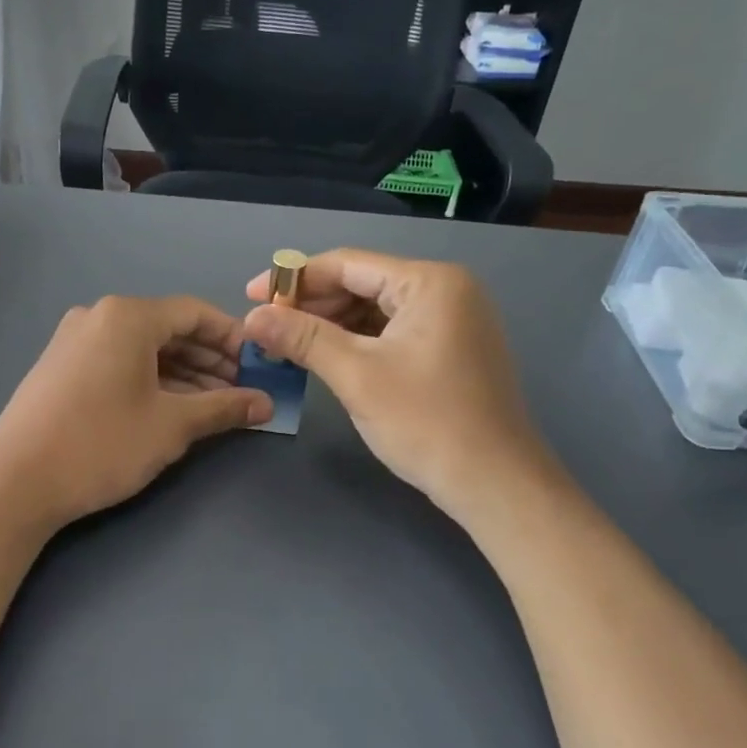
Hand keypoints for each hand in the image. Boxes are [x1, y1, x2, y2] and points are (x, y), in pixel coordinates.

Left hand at [0, 295, 272, 531]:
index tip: (260, 366)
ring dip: (183, 373)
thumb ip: (224, 408)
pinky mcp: (60, 367)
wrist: (14, 482)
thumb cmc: (101, 444)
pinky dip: (150, 380)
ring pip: (143, 349)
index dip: (233, 338)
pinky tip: (171, 408)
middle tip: (242, 391)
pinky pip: (118, 362)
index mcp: (127, 316)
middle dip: (210, 360)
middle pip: (169, 329)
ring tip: (214, 406)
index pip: (195, 313)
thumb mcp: (172, 426)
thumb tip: (266, 403)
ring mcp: (74, 341)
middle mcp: (98, 316)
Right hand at [242, 250, 548, 519]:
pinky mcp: (451, 349)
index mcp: (429, 282)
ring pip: (377, 310)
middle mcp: (446, 290)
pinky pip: (393, 332)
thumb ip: (303, 338)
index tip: (251, 296)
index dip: (294, 279)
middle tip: (267, 327)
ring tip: (288, 344)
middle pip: (363, 283)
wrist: (494, 483)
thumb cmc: (426, 423)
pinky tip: (327, 357)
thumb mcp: (357, 376)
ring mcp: (453, 320)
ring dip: (332, 325)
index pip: (348, 264)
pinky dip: (358, 342)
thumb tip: (252, 317)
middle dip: (312, 305)